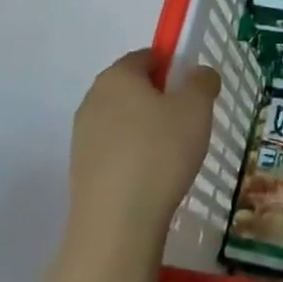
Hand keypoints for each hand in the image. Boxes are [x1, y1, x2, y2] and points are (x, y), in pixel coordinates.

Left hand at [66, 50, 219, 256]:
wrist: (116, 225)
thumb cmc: (160, 153)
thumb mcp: (197, 109)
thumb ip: (202, 82)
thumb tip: (200, 74)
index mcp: (117, 75)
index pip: (147, 56)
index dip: (173, 66)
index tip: (193, 90)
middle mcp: (93, 98)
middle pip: (133, 87)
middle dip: (160, 98)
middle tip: (188, 121)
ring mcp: (82, 136)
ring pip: (123, 120)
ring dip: (146, 129)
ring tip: (173, 155)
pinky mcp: (80, 169)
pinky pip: (114, 149)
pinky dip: (133, 155)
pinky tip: (152, 177)